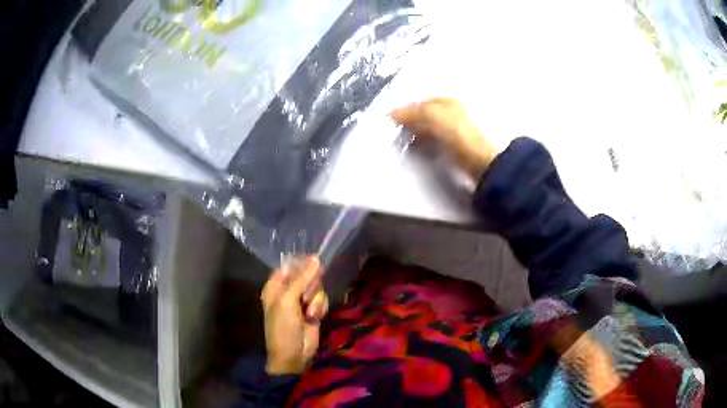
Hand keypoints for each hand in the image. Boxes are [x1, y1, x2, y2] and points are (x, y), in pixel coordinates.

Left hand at [261, 256, 328, 374]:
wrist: (294, 355)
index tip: (313, 265)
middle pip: (307, 275)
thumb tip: (316, 258)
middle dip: (311, 285)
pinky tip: (315, 318)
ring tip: (309, 313)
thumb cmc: (283, 327)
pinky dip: (320, 307)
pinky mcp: (313, 310)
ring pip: (317, 287)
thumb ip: (302, 279)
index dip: (301, 265)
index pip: (290, 266)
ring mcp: (301, 301)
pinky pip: (322, 299)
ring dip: (316, 300)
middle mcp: (288, 291)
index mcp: (275, 286)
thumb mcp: (288, 302)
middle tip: (306, 296)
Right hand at [390, 98, 497, 179]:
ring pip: (427, 130)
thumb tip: (390, 113)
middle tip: (396, 135)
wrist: (477, 161)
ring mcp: (453, 131)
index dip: (406, 110)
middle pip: (423, 116)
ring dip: (415, 136)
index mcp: (447, 102)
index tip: (392, 122)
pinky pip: (433, 144)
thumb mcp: (431, 115)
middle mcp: (451, 113)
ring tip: (404, 145)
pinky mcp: (454, 148)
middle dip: (410, 124)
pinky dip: (423, 146)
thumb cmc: (455, 133)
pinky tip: (417, 152)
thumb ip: (411, 112)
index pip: (420, 103)